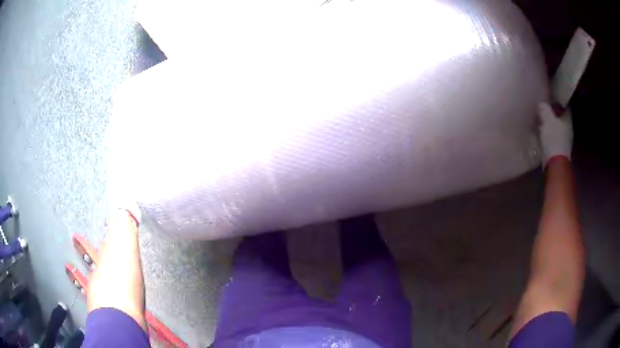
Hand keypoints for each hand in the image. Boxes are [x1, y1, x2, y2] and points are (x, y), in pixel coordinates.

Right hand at [539, 102, 572, 165]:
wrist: (555, 162)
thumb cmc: (554, 138)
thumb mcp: (547, 119)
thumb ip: (545, 109)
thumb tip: (542, 104)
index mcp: (568, 120)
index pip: (565, 106)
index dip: (559, 101)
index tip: (552, 99)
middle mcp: (568, 129)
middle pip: (561, 117)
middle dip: (554, 114)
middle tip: (545, 110)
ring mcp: (565, 140)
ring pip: (558, 127)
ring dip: (551, 125)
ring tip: (542, 122)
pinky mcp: (560, 149)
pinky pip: (555, 137)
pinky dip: (550, 134)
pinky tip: (543, 133)